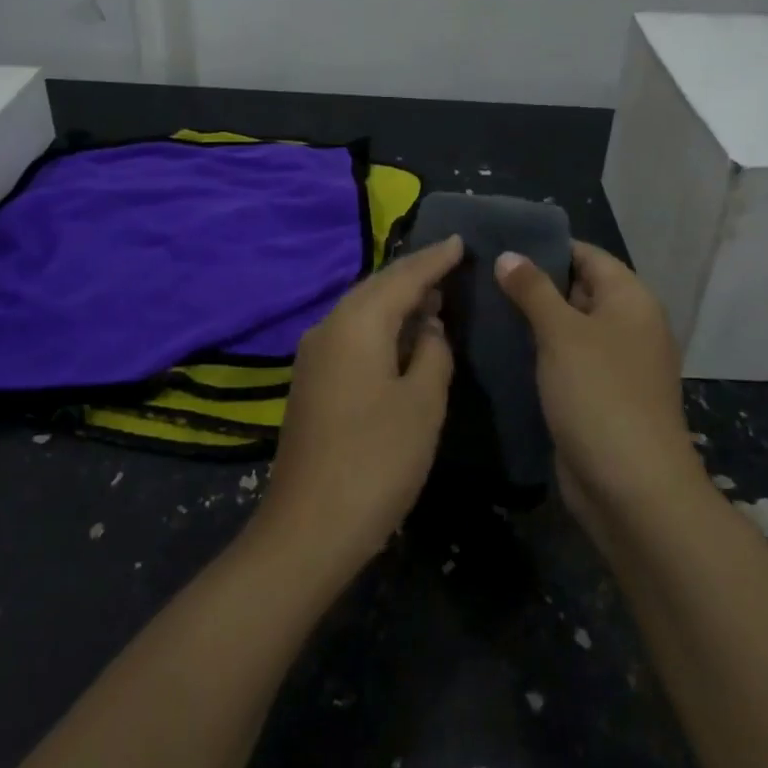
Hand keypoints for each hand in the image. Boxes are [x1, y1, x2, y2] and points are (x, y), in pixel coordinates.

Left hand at [256, 235, 463, 576]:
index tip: (459, 241)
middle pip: (376, 288)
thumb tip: (428, 327)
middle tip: (449, 264)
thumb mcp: (422, 403)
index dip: (433, 260)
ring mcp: (313, 355)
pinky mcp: (311, 381)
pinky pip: (351, 335)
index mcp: (356, 324)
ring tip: (432, 295)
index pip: (402, 277)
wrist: (309, 526)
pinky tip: (401, 337)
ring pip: (360, 311)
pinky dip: (379, 327)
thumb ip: (431, 353)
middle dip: (413, 276)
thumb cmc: (376, 460)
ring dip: (396, 301)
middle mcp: (328, 327)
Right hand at [494, 241, 694, 517]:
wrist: (631, 488)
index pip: (587, 255)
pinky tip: (496, 347)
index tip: (500, 241)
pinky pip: (563, 361)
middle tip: (479, 272)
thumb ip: (533, 290)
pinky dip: (536, 352)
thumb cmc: (600, 395)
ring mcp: (612, 364)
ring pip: (566, 328)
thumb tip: (508, 255)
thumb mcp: (563, 333)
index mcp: (630, 300)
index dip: (546, 246)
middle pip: (577, 289)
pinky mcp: (595, 396)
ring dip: (530, 319)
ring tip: (479, 304)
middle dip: (532, 282)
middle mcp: (626, 326)